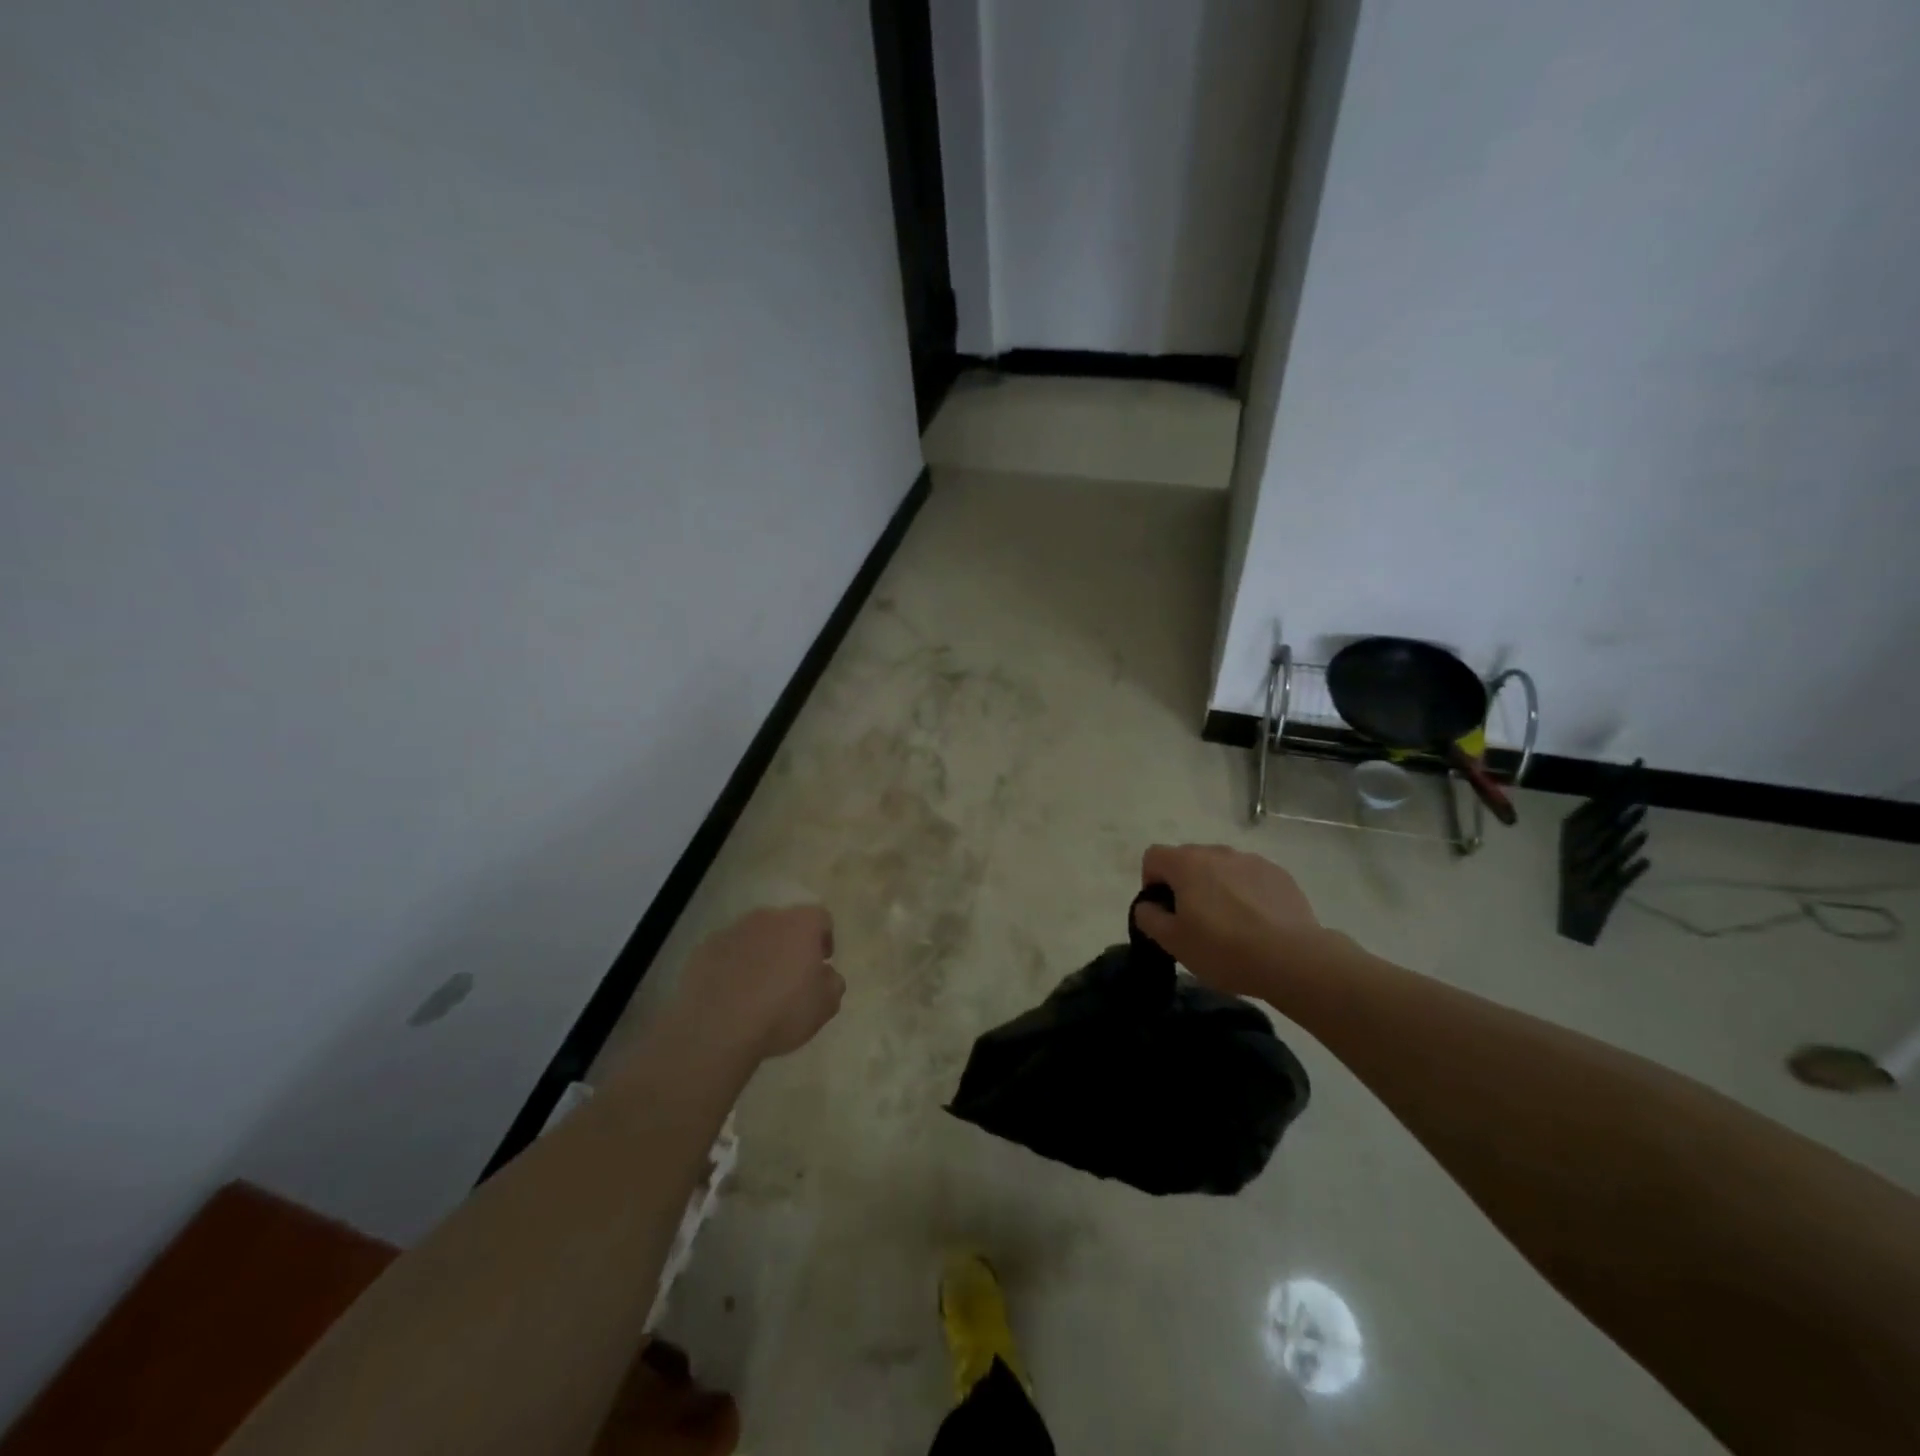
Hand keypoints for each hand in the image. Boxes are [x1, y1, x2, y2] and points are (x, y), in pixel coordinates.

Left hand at [674, 906, 842, 1061]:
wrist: (716, 1028)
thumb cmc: (781, 1012)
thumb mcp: (825, 1006)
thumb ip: (833, 983)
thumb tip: (826, 974)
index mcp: (801, 924)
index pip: (821, 918)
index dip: (824, 938)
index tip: (821, 962)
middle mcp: (767, 918)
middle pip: (785, 923)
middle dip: (790, 944)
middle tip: (790, 975)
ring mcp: (732, 931)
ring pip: (754, 936)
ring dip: (760, 953)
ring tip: (757, 987)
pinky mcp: (704, 949)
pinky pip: (726, 952)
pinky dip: (732, 965)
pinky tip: (731, 993)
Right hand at [1133, 844, 1323, 998]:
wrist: (1293, 959)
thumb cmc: (1223, 949)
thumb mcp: (1173, 942)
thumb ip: (1148, 917)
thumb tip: (1148, 905)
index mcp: (1186, 863)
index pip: (1154, 856)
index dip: (1151, 882)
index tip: (1163, 911)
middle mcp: (1217, 852)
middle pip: (1188, 860)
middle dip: (1184, 885)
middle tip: (1194, 922)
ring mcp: (1251, 860)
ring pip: (1221, 868)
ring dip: (1216, 887)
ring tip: (1230, 925)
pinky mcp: (1279, 874)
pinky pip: (1250, 878)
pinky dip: (1246, 893)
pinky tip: (1257, 924)